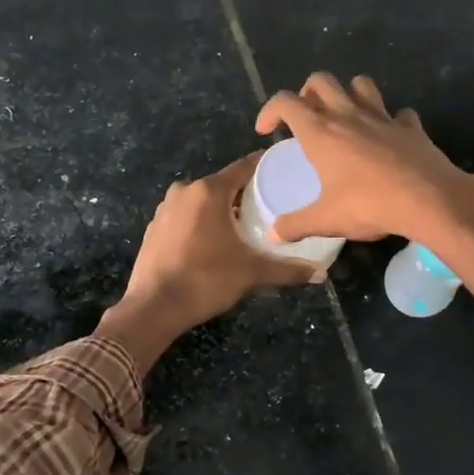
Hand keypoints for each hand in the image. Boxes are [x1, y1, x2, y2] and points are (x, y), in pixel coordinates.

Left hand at [97, 154, 313, 367]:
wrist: (153, 307)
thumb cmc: (205, 280)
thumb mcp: (251, 273)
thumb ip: (287, 269)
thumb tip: (320, 273)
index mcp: (209, 191)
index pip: (244, 167)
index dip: (264, 167)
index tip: (282, 169)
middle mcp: (185, 191)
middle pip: (223, 184)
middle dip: (244, 193)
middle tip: (269, 206)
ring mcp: (165, 208)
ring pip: (202, 200)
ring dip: (220, 209)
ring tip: (243, 225)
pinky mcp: (154, 227)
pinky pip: (185, 215)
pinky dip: (200, 222)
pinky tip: (213, 241)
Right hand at [254, 73, 473, 244]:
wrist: (429, 200)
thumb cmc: (369, 205)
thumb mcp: (326, 220)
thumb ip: (296, 225)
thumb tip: (273, 234)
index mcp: (321, 132)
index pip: (286, 102)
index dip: (269, 110)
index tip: (266, 130)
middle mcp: (348, 115)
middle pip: (321, 81)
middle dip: (307, 92)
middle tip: (305, 117)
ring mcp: (382, 117)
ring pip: (361, 84)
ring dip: (349, 93)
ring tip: (345, 115)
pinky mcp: (411, 127)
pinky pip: (399, 113)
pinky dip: (391, 120)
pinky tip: (389, 137)